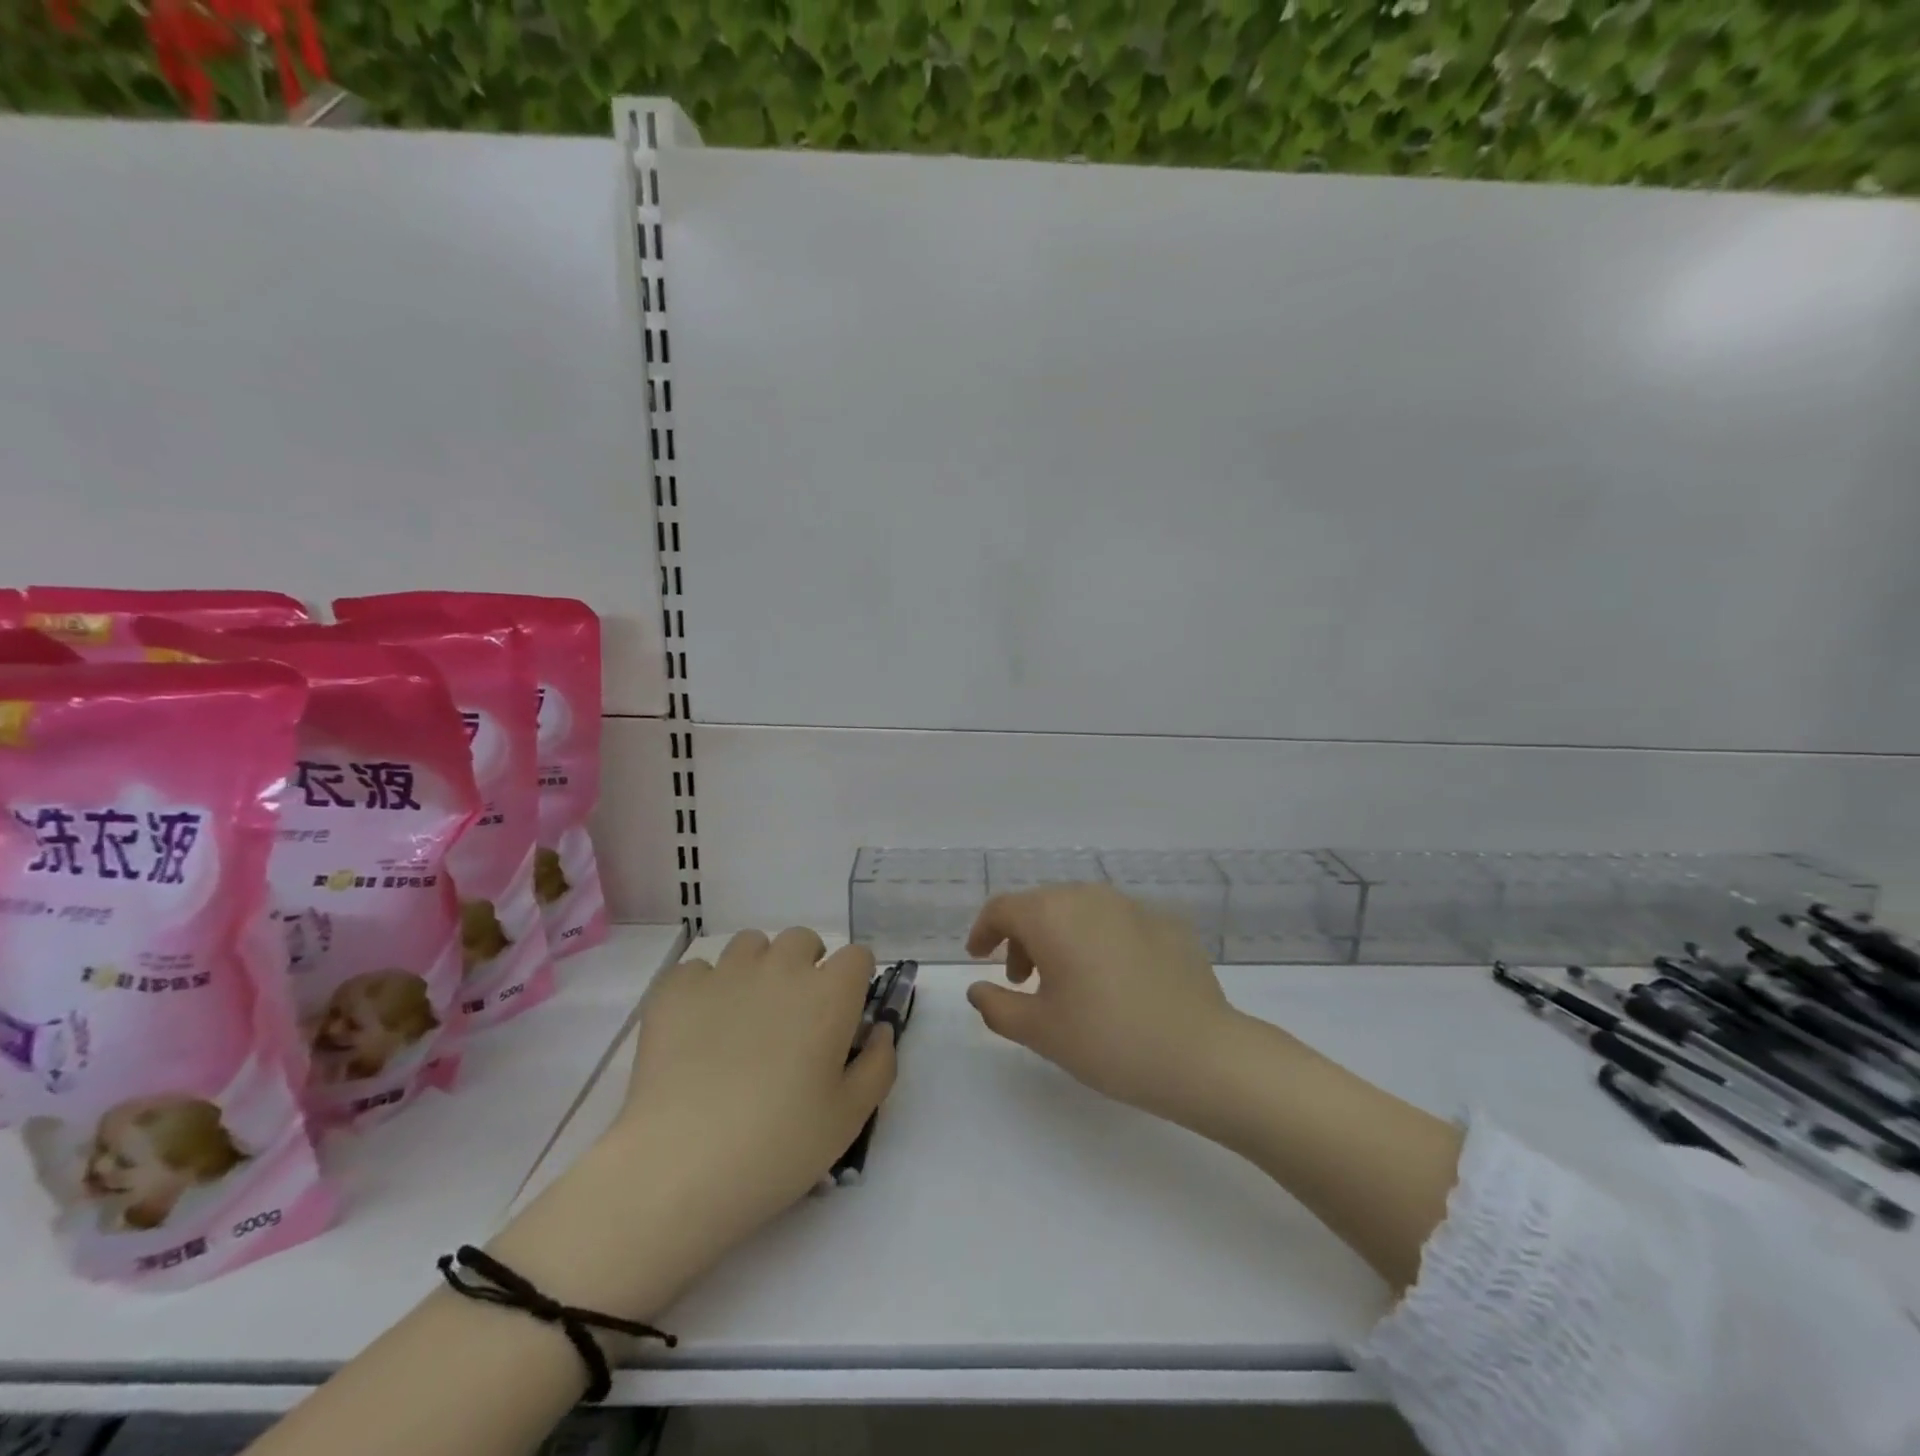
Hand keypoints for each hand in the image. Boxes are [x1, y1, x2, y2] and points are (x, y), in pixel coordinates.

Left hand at [615, 928, 894, 1248]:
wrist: (679, 1165)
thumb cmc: (778, 1146)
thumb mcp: (849, 1118)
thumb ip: (878, 1064)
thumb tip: (879, 1030)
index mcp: (830, 994)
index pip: (857, 956)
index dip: (854, 981)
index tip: (844, 1013)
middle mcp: (781, 969)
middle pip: (803, 940)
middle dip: (807, 965)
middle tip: (795, 1015)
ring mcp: (725, 973)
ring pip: (751, 945)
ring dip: (757, 968)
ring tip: (745, 1015)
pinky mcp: (677, 990)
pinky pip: (698, 969)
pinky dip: (704, 989)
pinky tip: (698, 1029)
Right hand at [965, 884, 1238, 1124]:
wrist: (1202, 1055)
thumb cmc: (1107, 1041)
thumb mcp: (1040, 1031)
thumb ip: (997, 1005)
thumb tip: (978, 988)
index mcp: (1053, 914)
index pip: (1003, 908)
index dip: (983, 930)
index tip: (979, 957)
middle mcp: (1090, 897)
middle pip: (1042, 906)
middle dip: (1023, 938)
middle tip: (1022, 981)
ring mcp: (1133, 906)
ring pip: (1081, 911)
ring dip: (1061, 938)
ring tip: (1066, 983)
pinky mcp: (1167, 923)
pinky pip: (1117, 924)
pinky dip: (1100, 943)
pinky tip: (1114, 983)